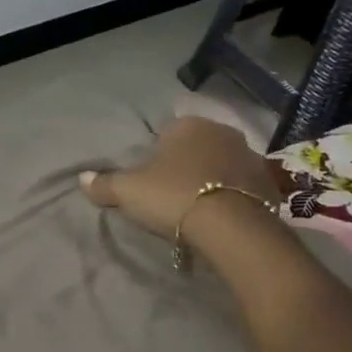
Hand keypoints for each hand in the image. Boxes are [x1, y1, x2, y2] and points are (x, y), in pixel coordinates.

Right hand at [81, 116, 281, 251]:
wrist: (231, 227)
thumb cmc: (173, 196)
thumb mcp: (128, 191)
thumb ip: (104, 184)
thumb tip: (81, 178)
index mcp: (187, 125)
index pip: (166, 133)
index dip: (156, 156)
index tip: (151, 180)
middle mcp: (221, 132)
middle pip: (197, 147)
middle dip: (187, 165)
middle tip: (172, 194)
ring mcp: (250, 156)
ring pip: (222, 165)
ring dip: (212, 180)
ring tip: (198, 208)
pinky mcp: (269, 184)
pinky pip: (243, 187)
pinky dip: (233, 197)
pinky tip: (222, 217)